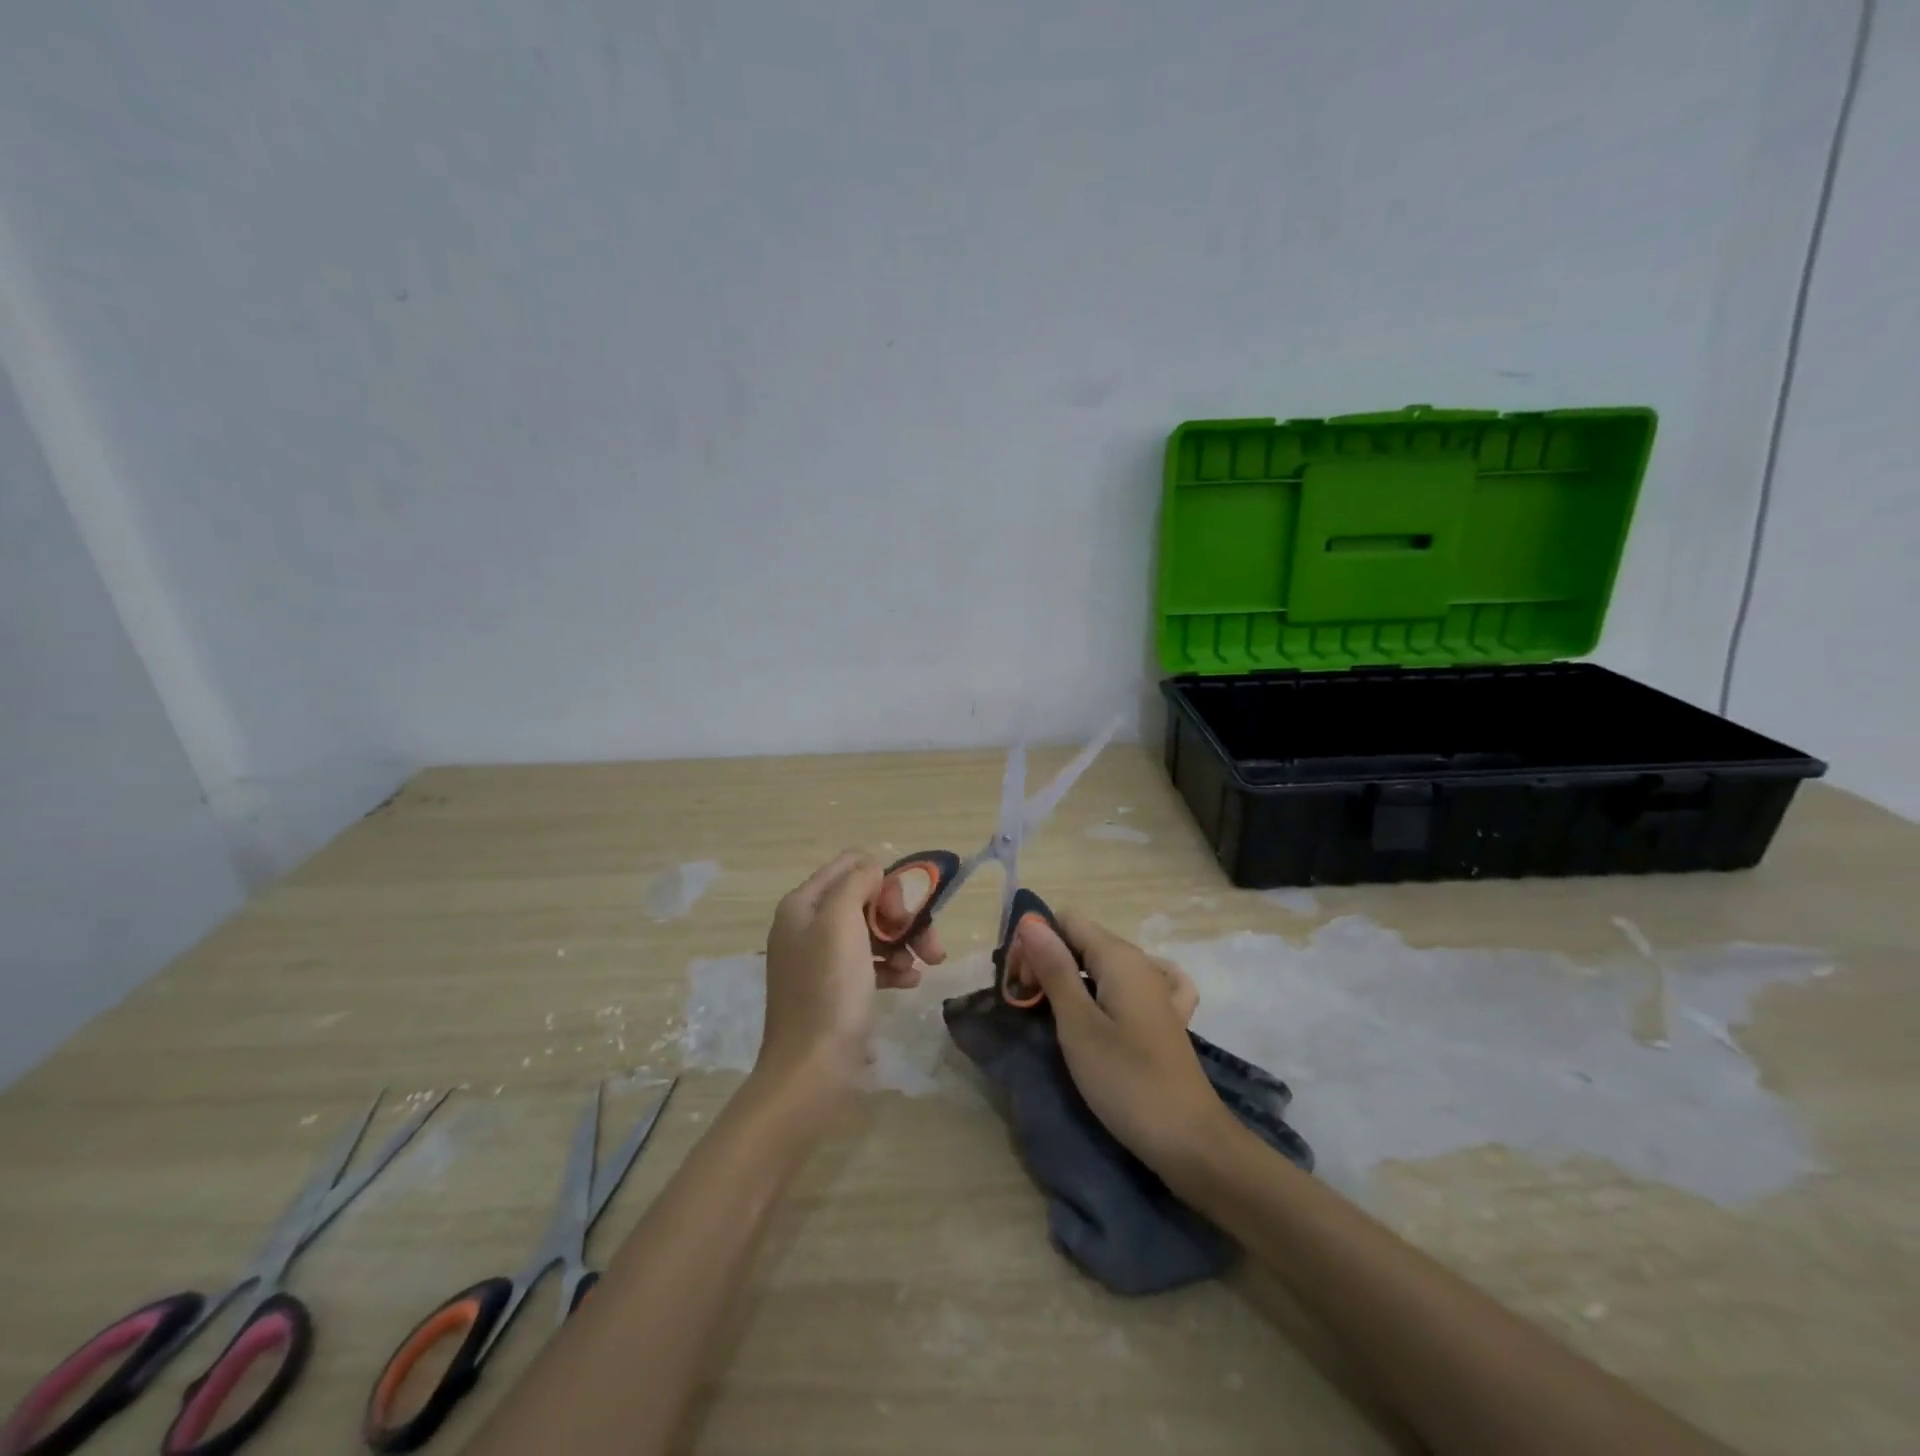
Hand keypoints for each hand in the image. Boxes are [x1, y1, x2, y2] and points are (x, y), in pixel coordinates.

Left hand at [758, 851, 945, 1098]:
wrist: (813, 1070)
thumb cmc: (828, 989)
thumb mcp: (840, 922)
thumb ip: (856, 883)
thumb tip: (872, 869)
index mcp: (803, 905)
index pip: (850, 864)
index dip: (883, 879)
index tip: (903, 908)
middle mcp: (809, 926)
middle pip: (865, 899)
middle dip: (900, 915)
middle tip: (924, 938)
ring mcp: (821, 960)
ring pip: (873, 931)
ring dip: (903, 941)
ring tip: (928, 963)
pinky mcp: (836, 989)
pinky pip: (870, 963)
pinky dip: (893, 966)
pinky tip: (912, 980)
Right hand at [1007, 910, 1229, 1176]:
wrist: (1191, 1142)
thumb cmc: (1127, 1081)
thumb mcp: (1078, 1025)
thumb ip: (1054, 970)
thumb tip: (1031, 922)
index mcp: (1119, 957)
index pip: (1066, 921)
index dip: (1036, 943)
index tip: (1020, 983)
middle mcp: (1141, 963)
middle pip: (1082, 942)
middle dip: (1048, 963)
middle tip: (1028, 1007)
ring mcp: (1157, 991)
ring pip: (1100, 966)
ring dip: (1070, 982)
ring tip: (1052, 1018)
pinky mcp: (1165, 1019)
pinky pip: (1128, 988)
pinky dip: (1107, 992)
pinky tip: (1105, 1009)